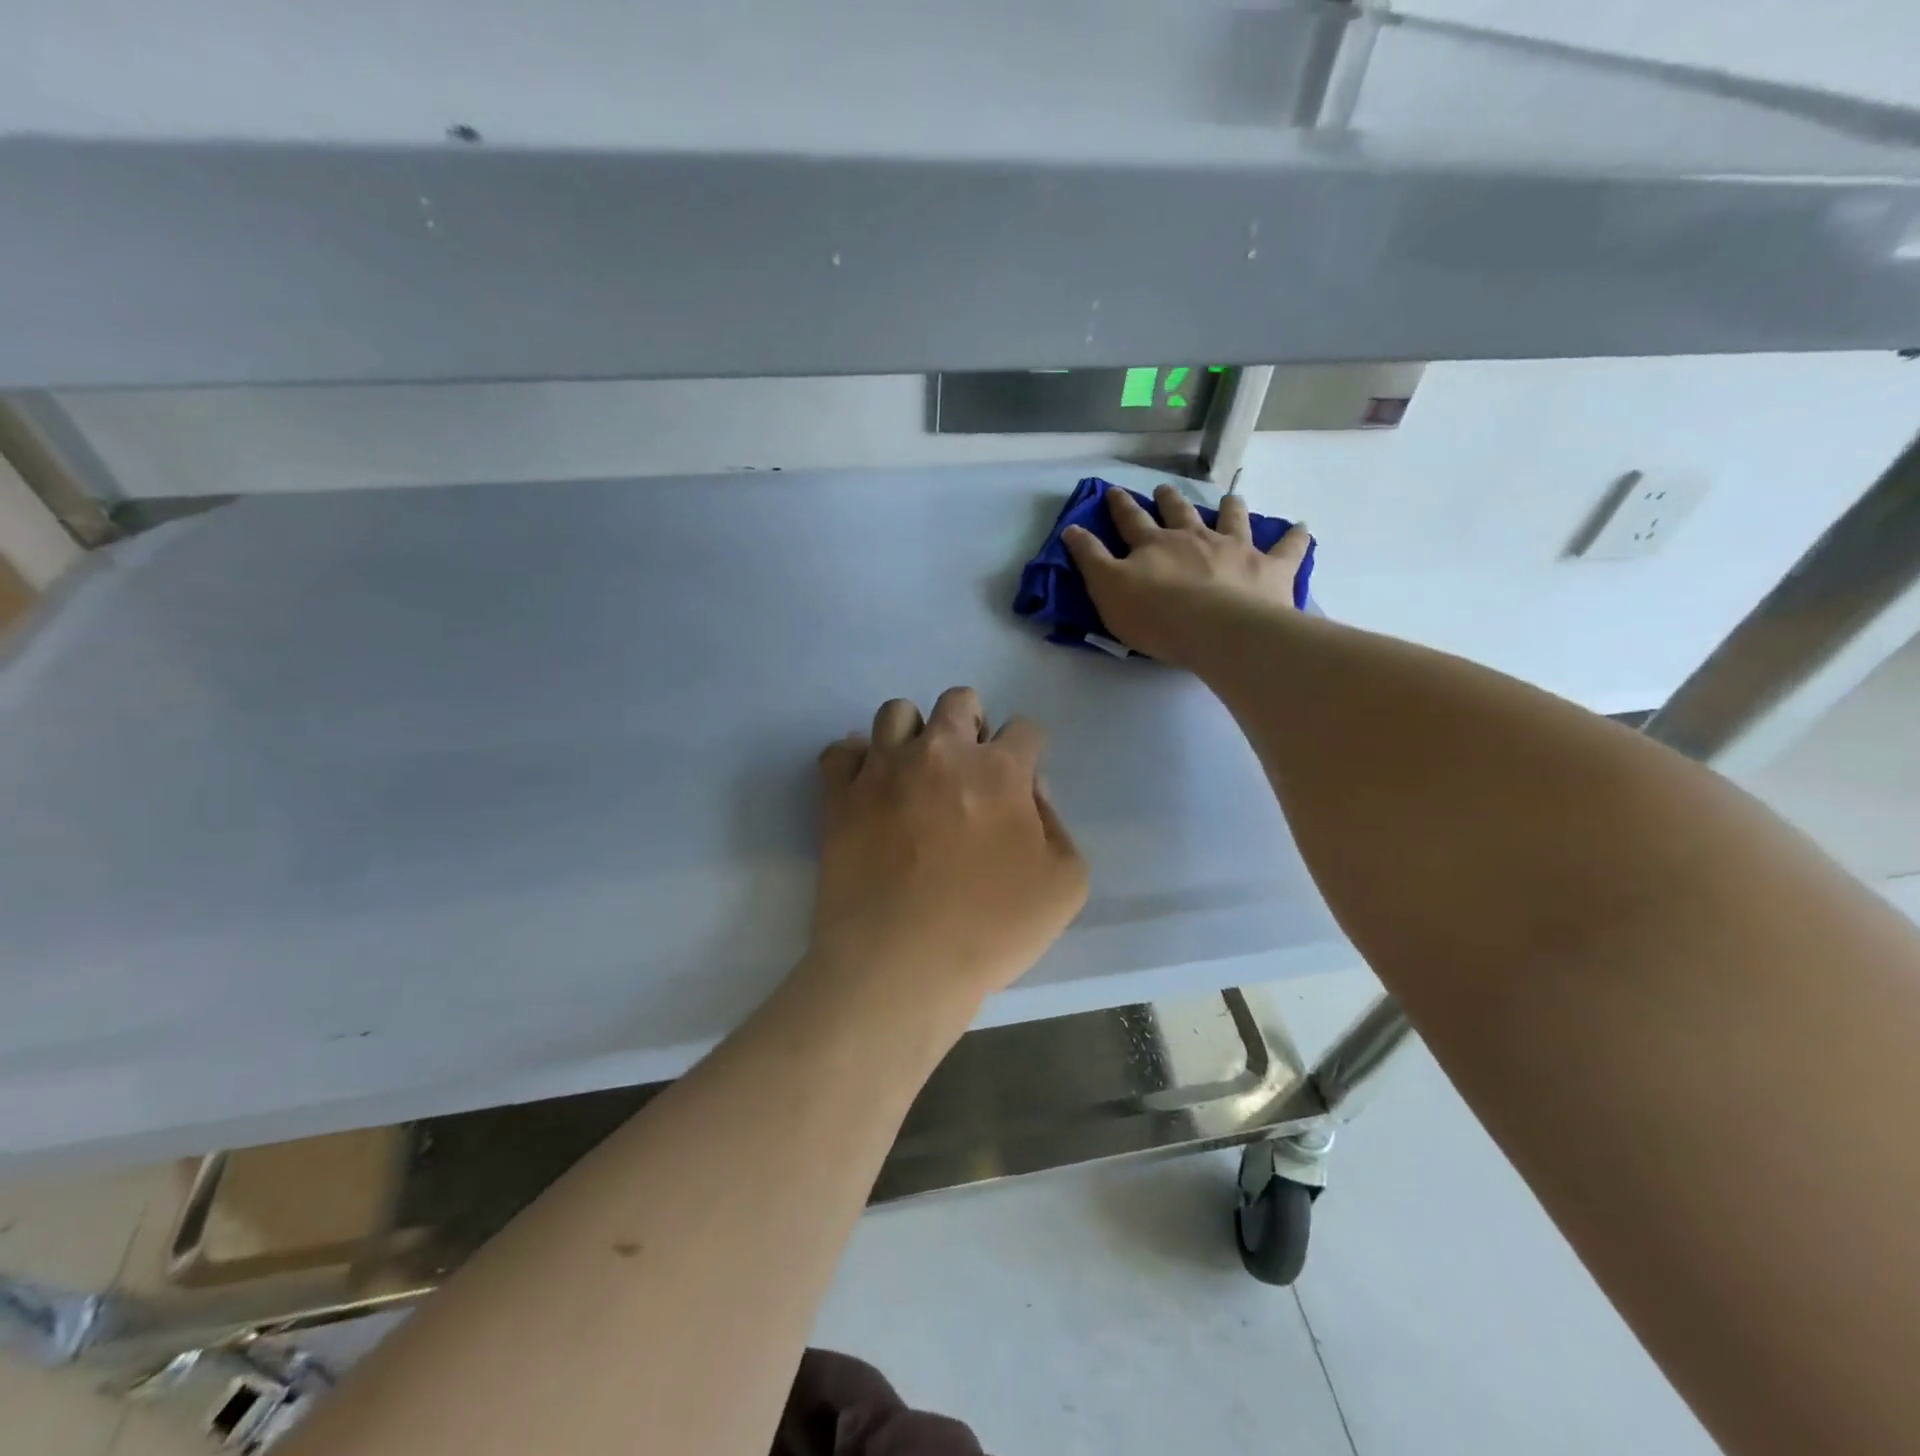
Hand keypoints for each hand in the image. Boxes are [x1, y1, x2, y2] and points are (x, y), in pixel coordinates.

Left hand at [807, 688, 1087, 1024]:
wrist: (900, 965)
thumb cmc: (989, 930)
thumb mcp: (1065, 884)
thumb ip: (1057, 824)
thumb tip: (1031, 790)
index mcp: (998, 770)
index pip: (1024, 728)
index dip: (1027, 751)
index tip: (1019, 782)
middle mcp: (940, 752)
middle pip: (959, 701)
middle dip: (972, 723)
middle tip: (969, 768)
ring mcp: (883, 769)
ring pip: (896, 712)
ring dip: (914, 732)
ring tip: (916, 771)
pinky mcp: (839, 795)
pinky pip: (840, 751)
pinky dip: (856, 760)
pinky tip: (868, 785)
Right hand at [1063, 484, 1310, 668]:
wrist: (1218, 630)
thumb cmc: (1157, 616)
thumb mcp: (1108, 590)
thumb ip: (1090, 559)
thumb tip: (1071, 529)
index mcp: (1154, 544)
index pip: (1131, 520)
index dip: (1120, 506)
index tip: (1112, 492)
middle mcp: (1194, 537)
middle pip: (1179, 512)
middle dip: (1169, 500)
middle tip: (1164, 490)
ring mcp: (1235, 548)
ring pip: (1232, 518)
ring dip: (1230, 506)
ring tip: (1231, 498)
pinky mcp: (1270, 567)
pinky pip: (1288, 547)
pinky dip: (1294, 537)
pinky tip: (1301, 527)